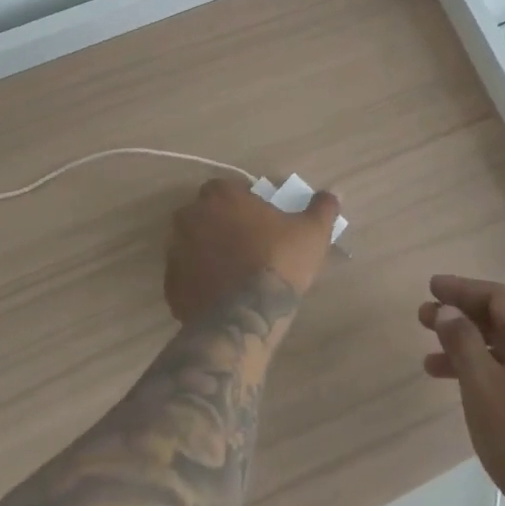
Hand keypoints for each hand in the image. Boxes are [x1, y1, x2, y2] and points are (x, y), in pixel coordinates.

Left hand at [164, 178, 340, 322]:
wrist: (247, 317)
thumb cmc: (279, 261)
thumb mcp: (311, 232)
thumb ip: (322, 208)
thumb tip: (333, 194)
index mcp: (220, 195)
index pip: (227, 188)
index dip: (243, 202)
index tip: (260, 219)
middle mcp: (190, 217)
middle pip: (205, 214)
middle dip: (221, 224)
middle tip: (247, 245)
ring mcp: (175, 252)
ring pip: (192, 244)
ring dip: (208, 252)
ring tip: (234, 272)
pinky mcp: (170, 286)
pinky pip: (185, 276)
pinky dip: (199, 281)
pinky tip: (221, 294)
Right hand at [421, 275, 504, 505]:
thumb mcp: (483, 386)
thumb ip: (462, 341)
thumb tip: (447, 309)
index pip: (495, 296)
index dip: (460, 289)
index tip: (431, 287)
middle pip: (498, 319)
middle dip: (459, 316)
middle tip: (423, 317)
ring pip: (501, 348)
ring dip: (466, 347)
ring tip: (429, 358)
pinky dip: (481, 372)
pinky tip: (458, 387)